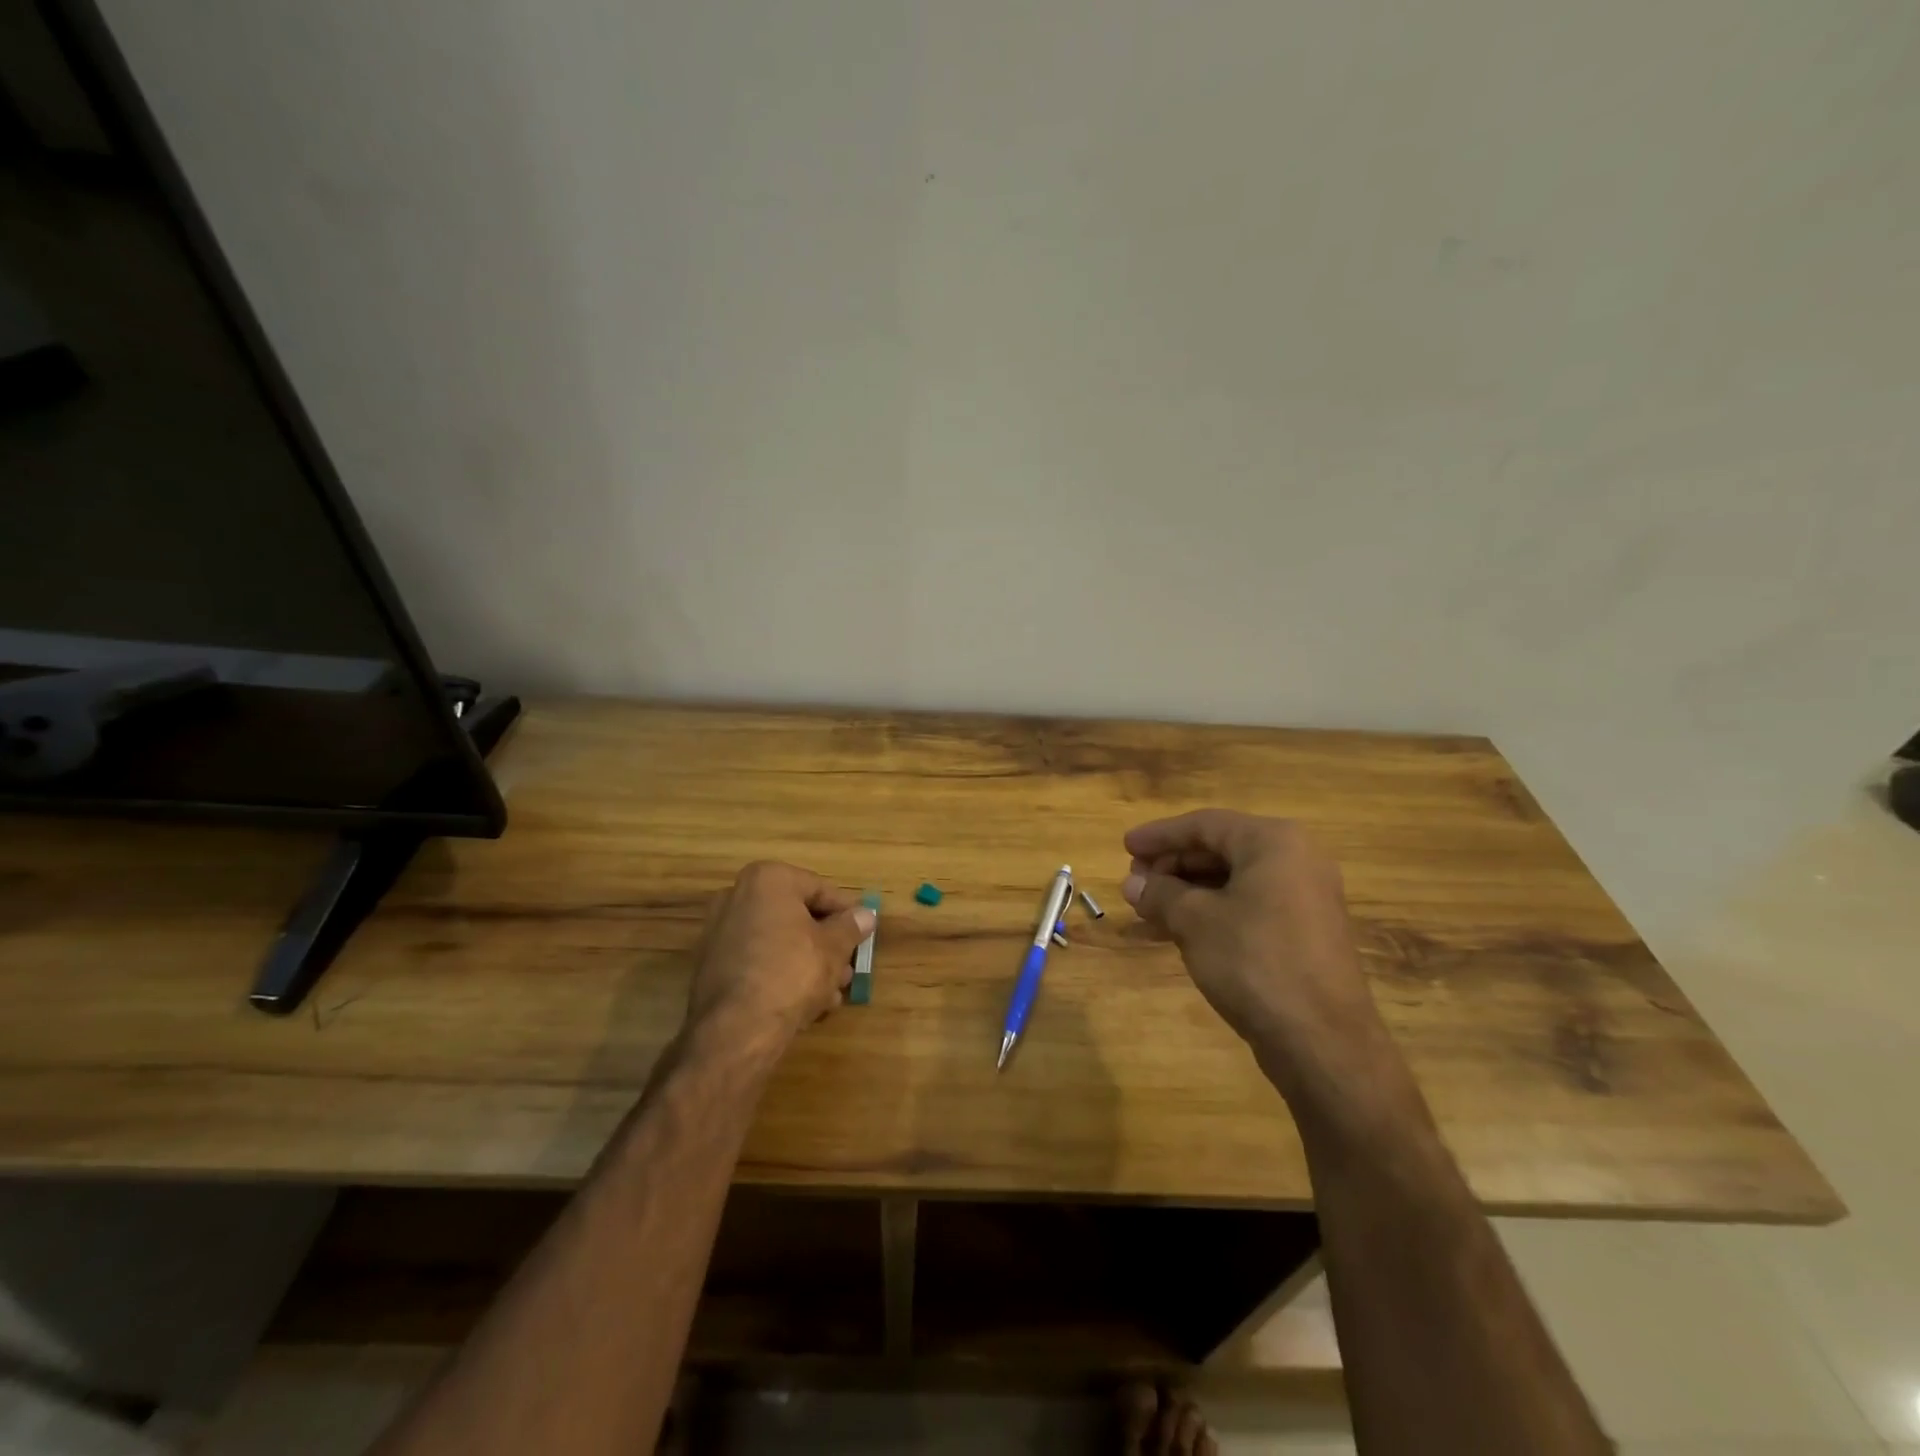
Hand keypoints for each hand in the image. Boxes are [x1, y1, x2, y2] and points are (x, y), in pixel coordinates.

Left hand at [688, 861, 874, 1046]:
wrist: (736, 1030)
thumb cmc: (792, 973)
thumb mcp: (833, 948)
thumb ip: (851, 927)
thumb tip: (866, 915)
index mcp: (767, 880)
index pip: (819, 889)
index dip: (846, 913)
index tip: (863, 934)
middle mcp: (737, 896)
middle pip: (796, 916)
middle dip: (826, 944)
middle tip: (848, 968)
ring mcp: (719, 932)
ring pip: (778, 942)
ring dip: (808, 963)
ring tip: (832, 993)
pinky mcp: (711, 967)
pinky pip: (758, 962)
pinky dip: (781, 975)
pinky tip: (805, 1004)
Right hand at [1121, 809, 1392, 1106]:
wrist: (1322, 1042)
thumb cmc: (1254, 962)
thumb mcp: (1195, 922)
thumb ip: (1160, 894)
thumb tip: (1132, 883)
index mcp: (1274, 843)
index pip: (1205, 824)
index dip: (1160, 835)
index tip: (1125, 846)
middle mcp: (1296, 860)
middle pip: (1221, 849)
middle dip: (1173, 864)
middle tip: (1135, 880)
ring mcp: (1305, 898)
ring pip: (1233, 881)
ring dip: (1187, 891)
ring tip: (1148, 906)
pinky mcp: (1304, 933)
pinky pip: (1248, 906)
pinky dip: (1211, 912)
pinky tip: (1176, 930)